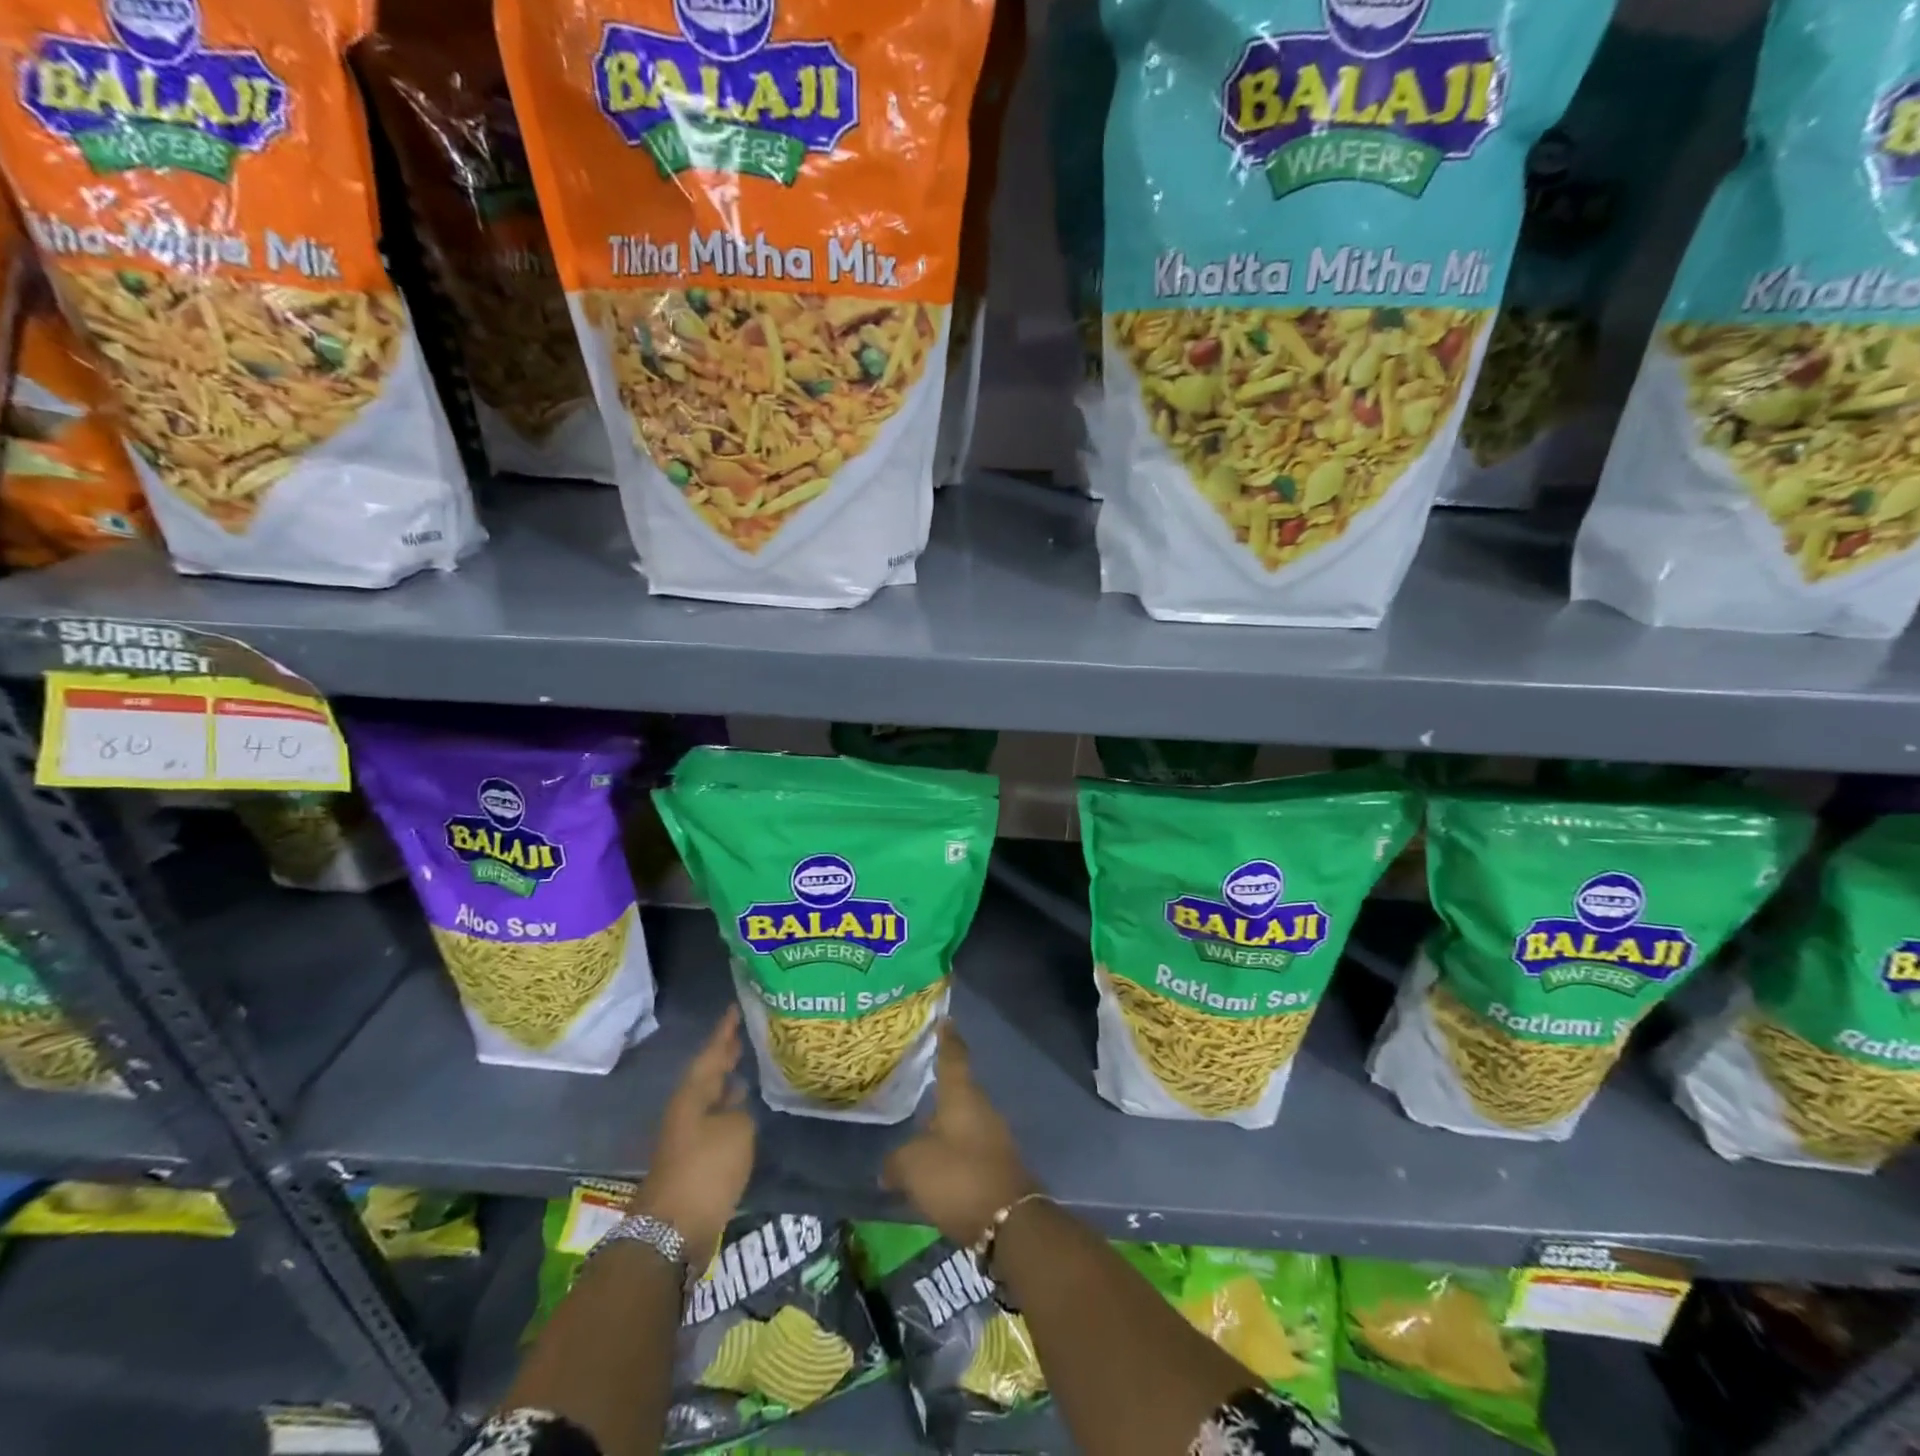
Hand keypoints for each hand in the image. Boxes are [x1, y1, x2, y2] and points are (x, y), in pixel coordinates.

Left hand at [631, 1005, 753, 1259]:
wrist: (672, 1231)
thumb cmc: (705, 1170)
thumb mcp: (736, 1130)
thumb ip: (741, 1109)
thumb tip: (737, 1104)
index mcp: (693, 1094)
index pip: (712, 1052)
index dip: (725, 1031)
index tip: (736, 1007)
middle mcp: (687, 1110)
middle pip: (707, 1074)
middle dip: (724, 1054)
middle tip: (743, 1033)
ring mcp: (688, 1137)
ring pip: (711, 1098)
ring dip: (727, 1083)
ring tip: (747, 1066)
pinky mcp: (695, 1161)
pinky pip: (715, 1122)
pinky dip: (730, 1110)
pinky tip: (744, 1111)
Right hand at [883, 1020, 1037, 1246]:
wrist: (1008, 1222)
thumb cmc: (958, 1177)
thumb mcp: (913, 1166)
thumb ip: (896, 1161)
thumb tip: (888, 1167)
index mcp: (962, 1096)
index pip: (953, 1057)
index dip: (947, 1038)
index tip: (945, 1020)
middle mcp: (981, 1108)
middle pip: (959, 1090)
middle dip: (940, 1088)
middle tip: (918, 1082)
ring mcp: (994, 1137)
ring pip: (964, 1121)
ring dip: (944, 1125)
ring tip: (920, 1131)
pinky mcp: (998, 1165)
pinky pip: (969, 1148)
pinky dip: (953, 1152)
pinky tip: (936, 1167)